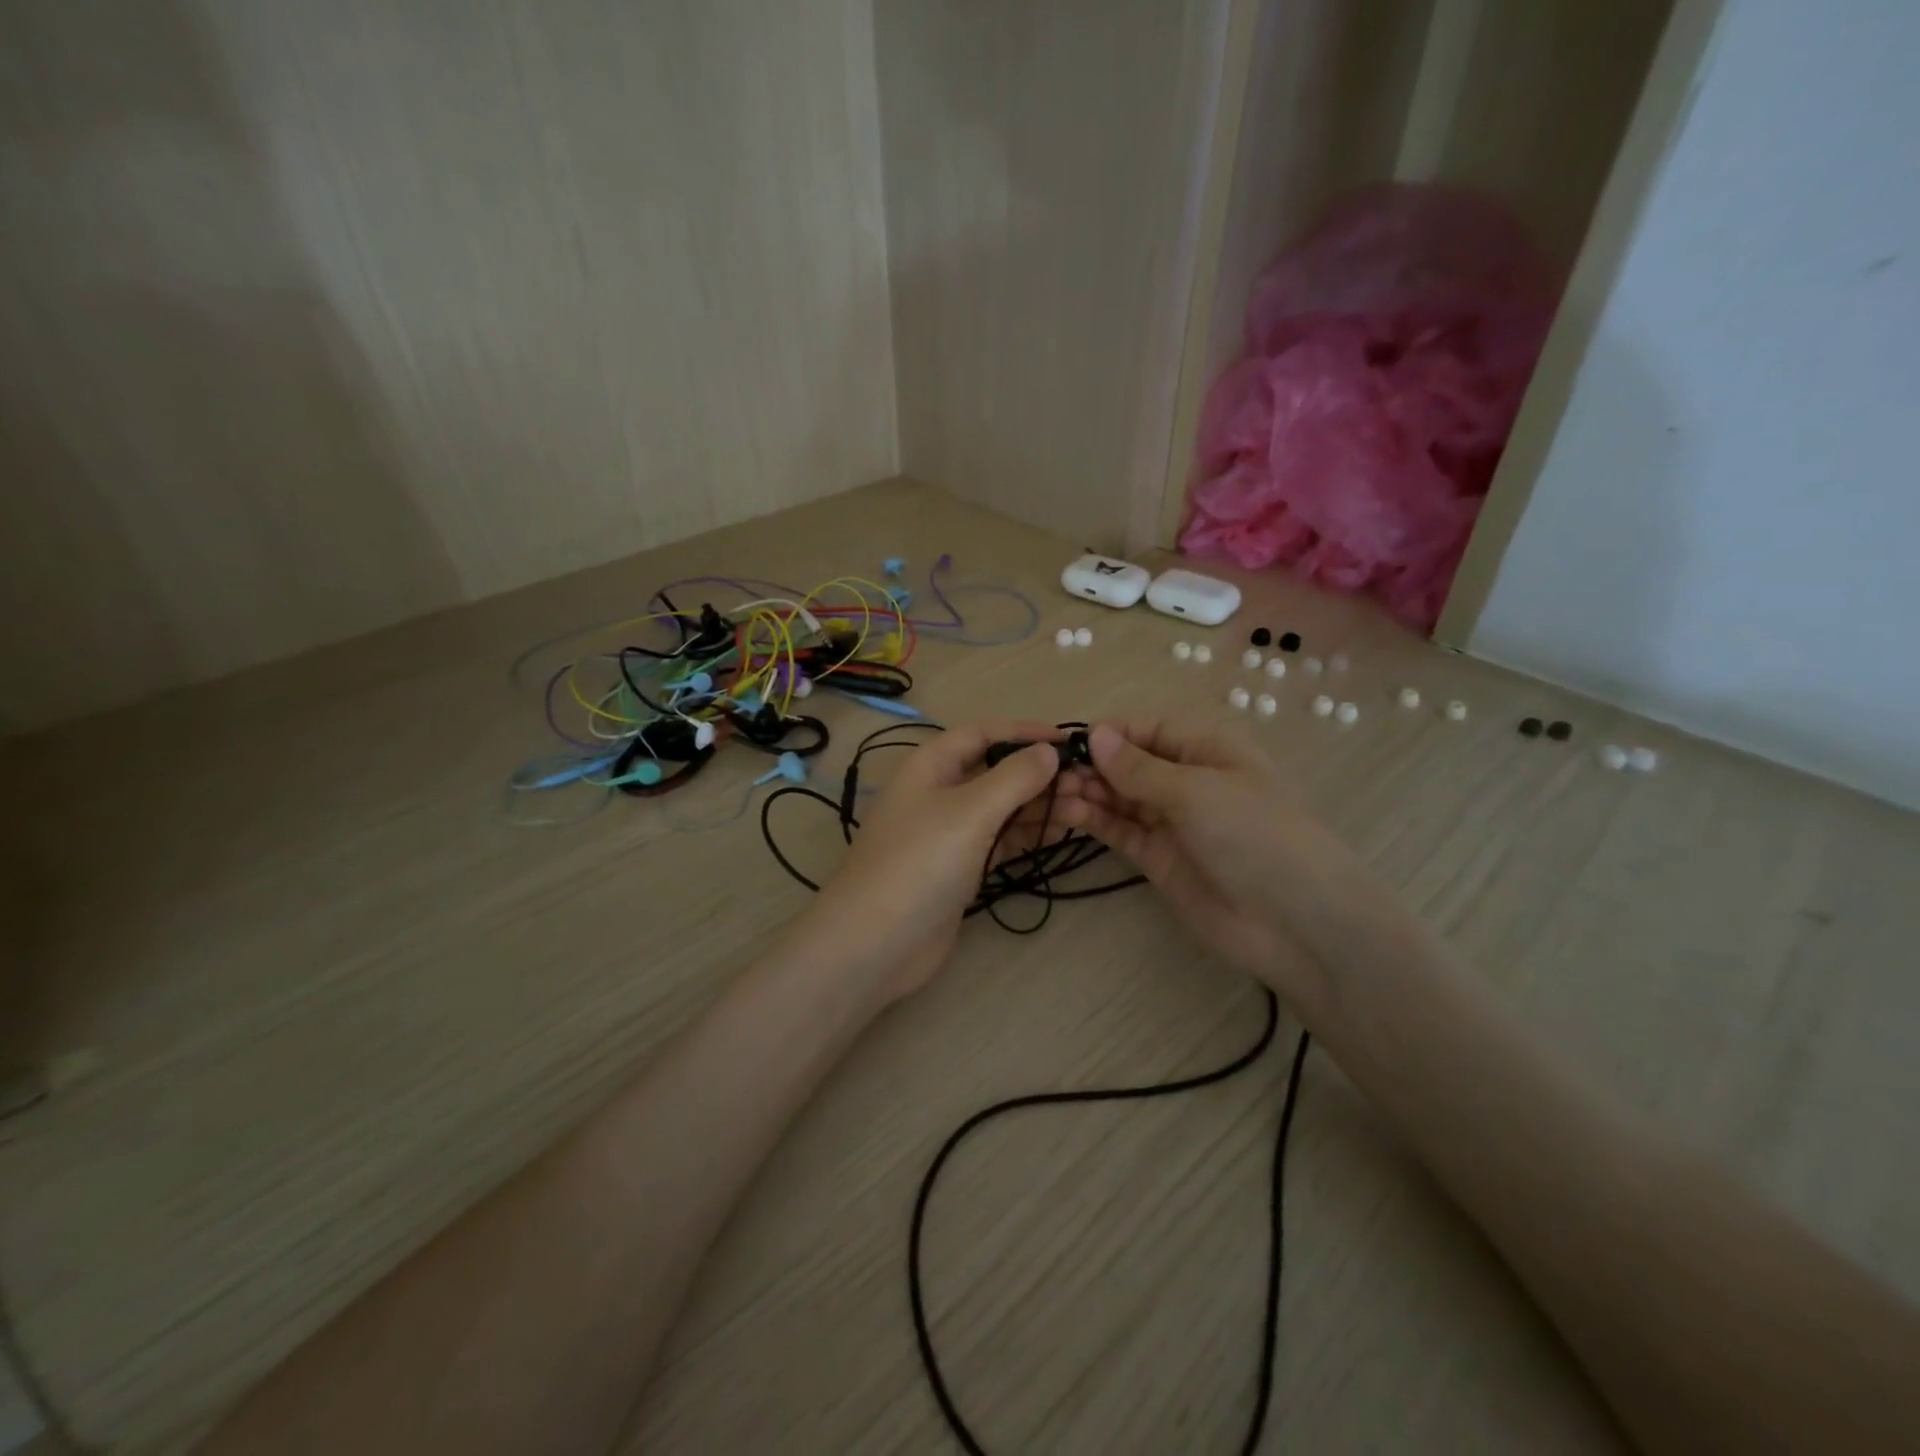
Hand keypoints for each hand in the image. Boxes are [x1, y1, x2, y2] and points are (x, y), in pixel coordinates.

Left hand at [794, 722, 1078, 1001]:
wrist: (876, 943)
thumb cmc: (921, 862)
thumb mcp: (970, 811)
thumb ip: (1014, 777)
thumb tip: (1048, 751)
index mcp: (931, 765)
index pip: (983, 733)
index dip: (1025, 732)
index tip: (1070, 740)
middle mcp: (938, 792)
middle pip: (995, 771)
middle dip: (1039, 774)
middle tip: (1088, 784)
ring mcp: (948, 833)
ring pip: (1001, 808)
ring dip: (1039, 806)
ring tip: (1086, 810)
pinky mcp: (958, 868)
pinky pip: (999, 840)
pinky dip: (1027, 835)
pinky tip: (1060, 833)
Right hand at [1053, 718, 1367, 1018]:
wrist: (1294, 923)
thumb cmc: (1253, 835)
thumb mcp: (1196, 791)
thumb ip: (1139, 768)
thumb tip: (1095, 735)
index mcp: (1207, 750)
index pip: (1149, 729)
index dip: (1110, 733)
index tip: (1068, 742)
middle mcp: (1187, 781)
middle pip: (1130, 763)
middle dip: (1093, 765)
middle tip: (1050, 775)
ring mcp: (1172, 821)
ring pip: (1120, 797)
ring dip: (1089, 792)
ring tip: (1053, 794)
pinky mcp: (1159, 858)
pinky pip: (1121, 830)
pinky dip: (1095, 821)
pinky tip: (1068, 813)